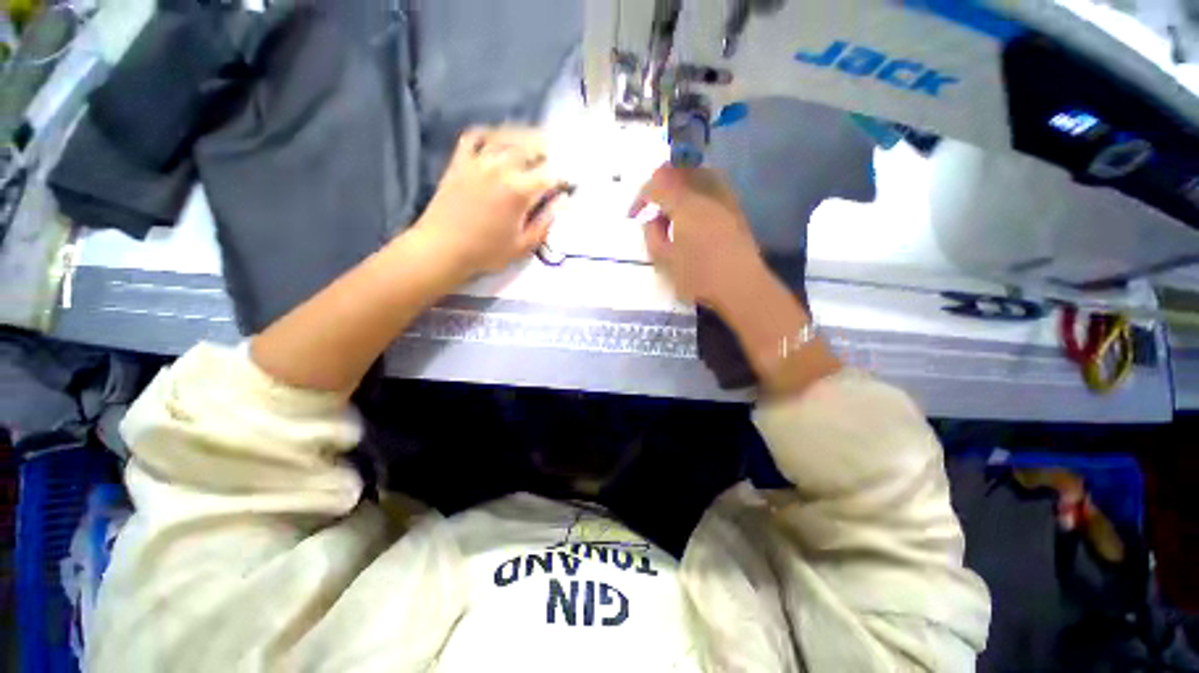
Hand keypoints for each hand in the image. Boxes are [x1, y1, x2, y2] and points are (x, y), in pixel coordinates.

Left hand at [416, 126, 567, 276]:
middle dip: (548, 153)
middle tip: (556, 162)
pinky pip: (476, 136)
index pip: (550, 175)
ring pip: (507, 138)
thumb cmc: (486, 252)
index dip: (563, 178)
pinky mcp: (460, 161)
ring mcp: (478, 160)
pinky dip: (491, 134)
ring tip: (535, 145)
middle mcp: (501, 168)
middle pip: (531, 148)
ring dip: (525, 139)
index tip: (568, 184)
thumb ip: (545, 223)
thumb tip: (562, 202)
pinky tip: (499, 139)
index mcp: (519, 191)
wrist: (441, 248)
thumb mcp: (523, 246)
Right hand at [632, 164, 765, 311]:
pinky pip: (711, 185)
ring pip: (697, 174)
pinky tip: (693, 212)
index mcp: (684, 204)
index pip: (657, 184)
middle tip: (650, 204)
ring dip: (678, 184)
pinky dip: (696, 191)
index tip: (634, 215)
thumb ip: (652, 234)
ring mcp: (724, 198)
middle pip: (678, 170)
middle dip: (659, 183)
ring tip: (671, 206)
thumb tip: (652, 219)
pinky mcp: (735, 209)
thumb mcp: (664, 260)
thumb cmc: (698, 276)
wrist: (741, 286)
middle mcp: (705, 192)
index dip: (641, 197)